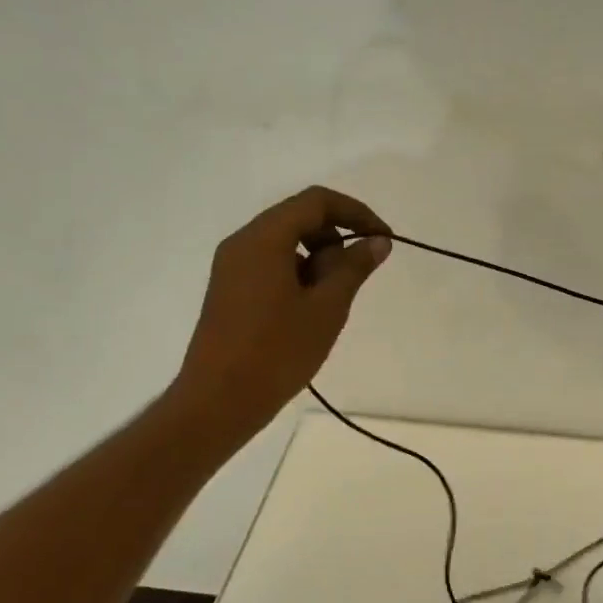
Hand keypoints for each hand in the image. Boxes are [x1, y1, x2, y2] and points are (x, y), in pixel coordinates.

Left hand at [174, 187, 391, 444]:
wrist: (218, 401)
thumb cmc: (277, 352)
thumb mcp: (327, 308)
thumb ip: (354, 267)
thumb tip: (377, 242)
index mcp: (264, 238)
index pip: (316, 201)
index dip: (356, 213)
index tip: (383, 240)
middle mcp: (242, 243)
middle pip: (298, 218)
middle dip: (336, 237)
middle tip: (358, 275)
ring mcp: (232, 267)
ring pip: (285, 243)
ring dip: (319, 258)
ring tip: (334, 300)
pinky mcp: (230, 290)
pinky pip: (270, 265)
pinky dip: (299, 273)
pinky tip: (310, 310)